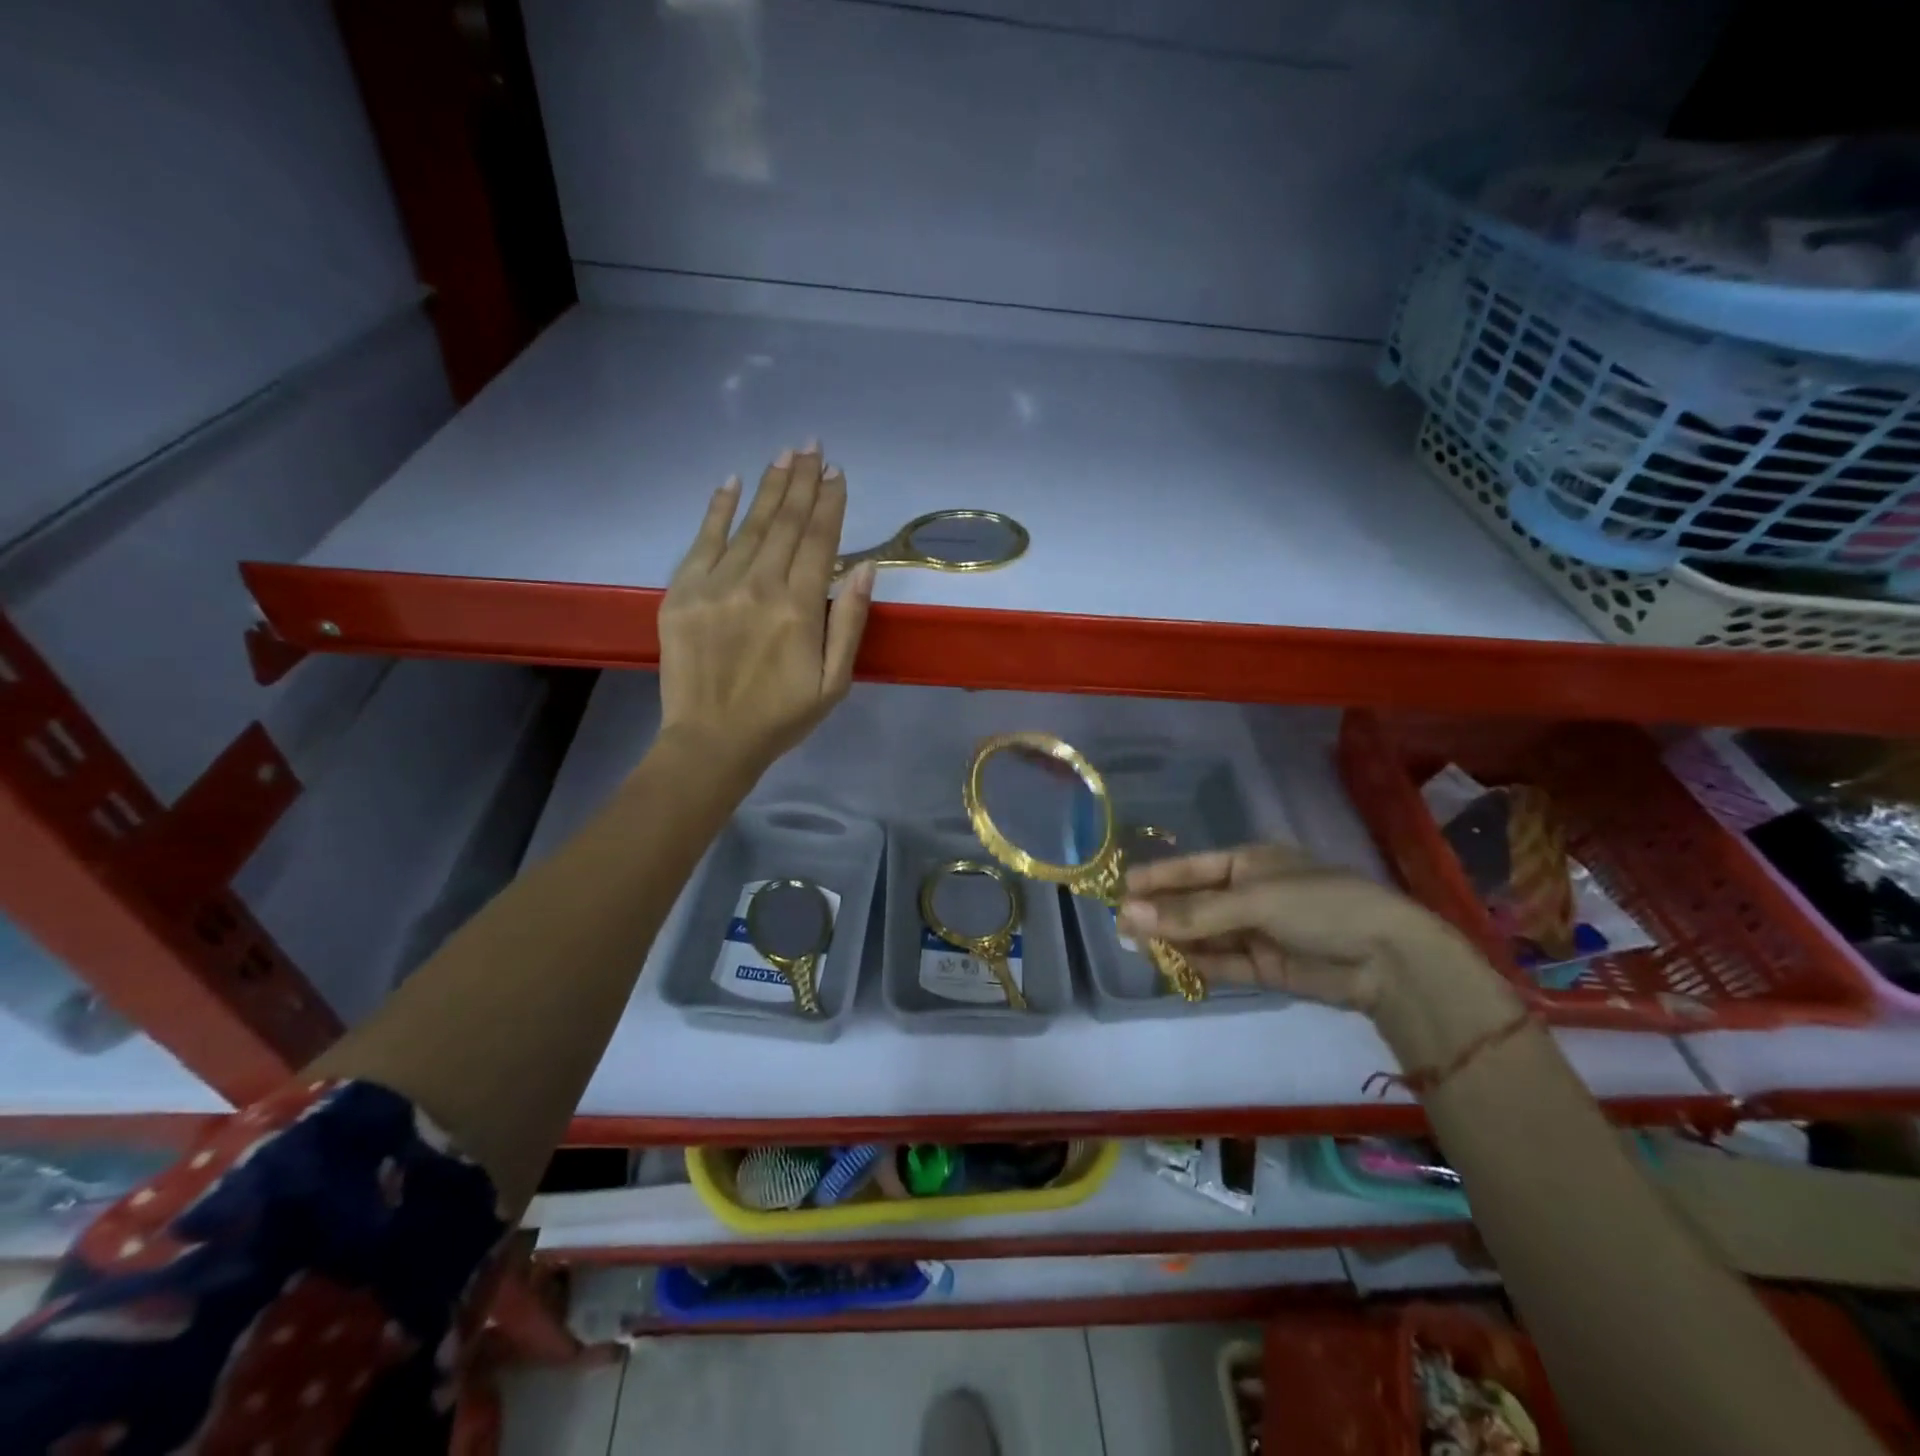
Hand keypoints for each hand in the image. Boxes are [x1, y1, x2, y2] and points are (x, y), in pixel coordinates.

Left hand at [656, 443, 875, 774]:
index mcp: (798, 608)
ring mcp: (715, 585)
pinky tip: (731, 481)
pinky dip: (717, 509)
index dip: (830, 503)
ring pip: (749, 525)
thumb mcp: (833, 681)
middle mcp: (758, 585)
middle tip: (812, 446)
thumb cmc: (781, 716)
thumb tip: (864, 568)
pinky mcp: (682, 593)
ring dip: (769, 487)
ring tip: (784, 455)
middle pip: (785, 522)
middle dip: (801, 481)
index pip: (819, 541)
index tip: (837, 472)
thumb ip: (848, 622)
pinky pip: (702, 540)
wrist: (711, 741)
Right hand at [1117, 845, 1520, 1062]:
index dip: (1157, 877)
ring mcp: (1258, 932)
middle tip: (1120, 926)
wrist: (1389, 961)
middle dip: (1161, 913)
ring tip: (1137, 947)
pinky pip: (1223, 964)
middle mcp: (1251, 894)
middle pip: (1195, 903)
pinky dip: (1199, 965)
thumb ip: (1192, 914)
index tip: (1120, 888)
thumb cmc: (1321, 906)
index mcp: (1251, 863)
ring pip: (1205, 935)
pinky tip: (1171, 966)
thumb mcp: (1254, 901)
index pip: (1192, 868)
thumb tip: (1129, 916)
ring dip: (1175, 940)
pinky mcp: (1267, 968)